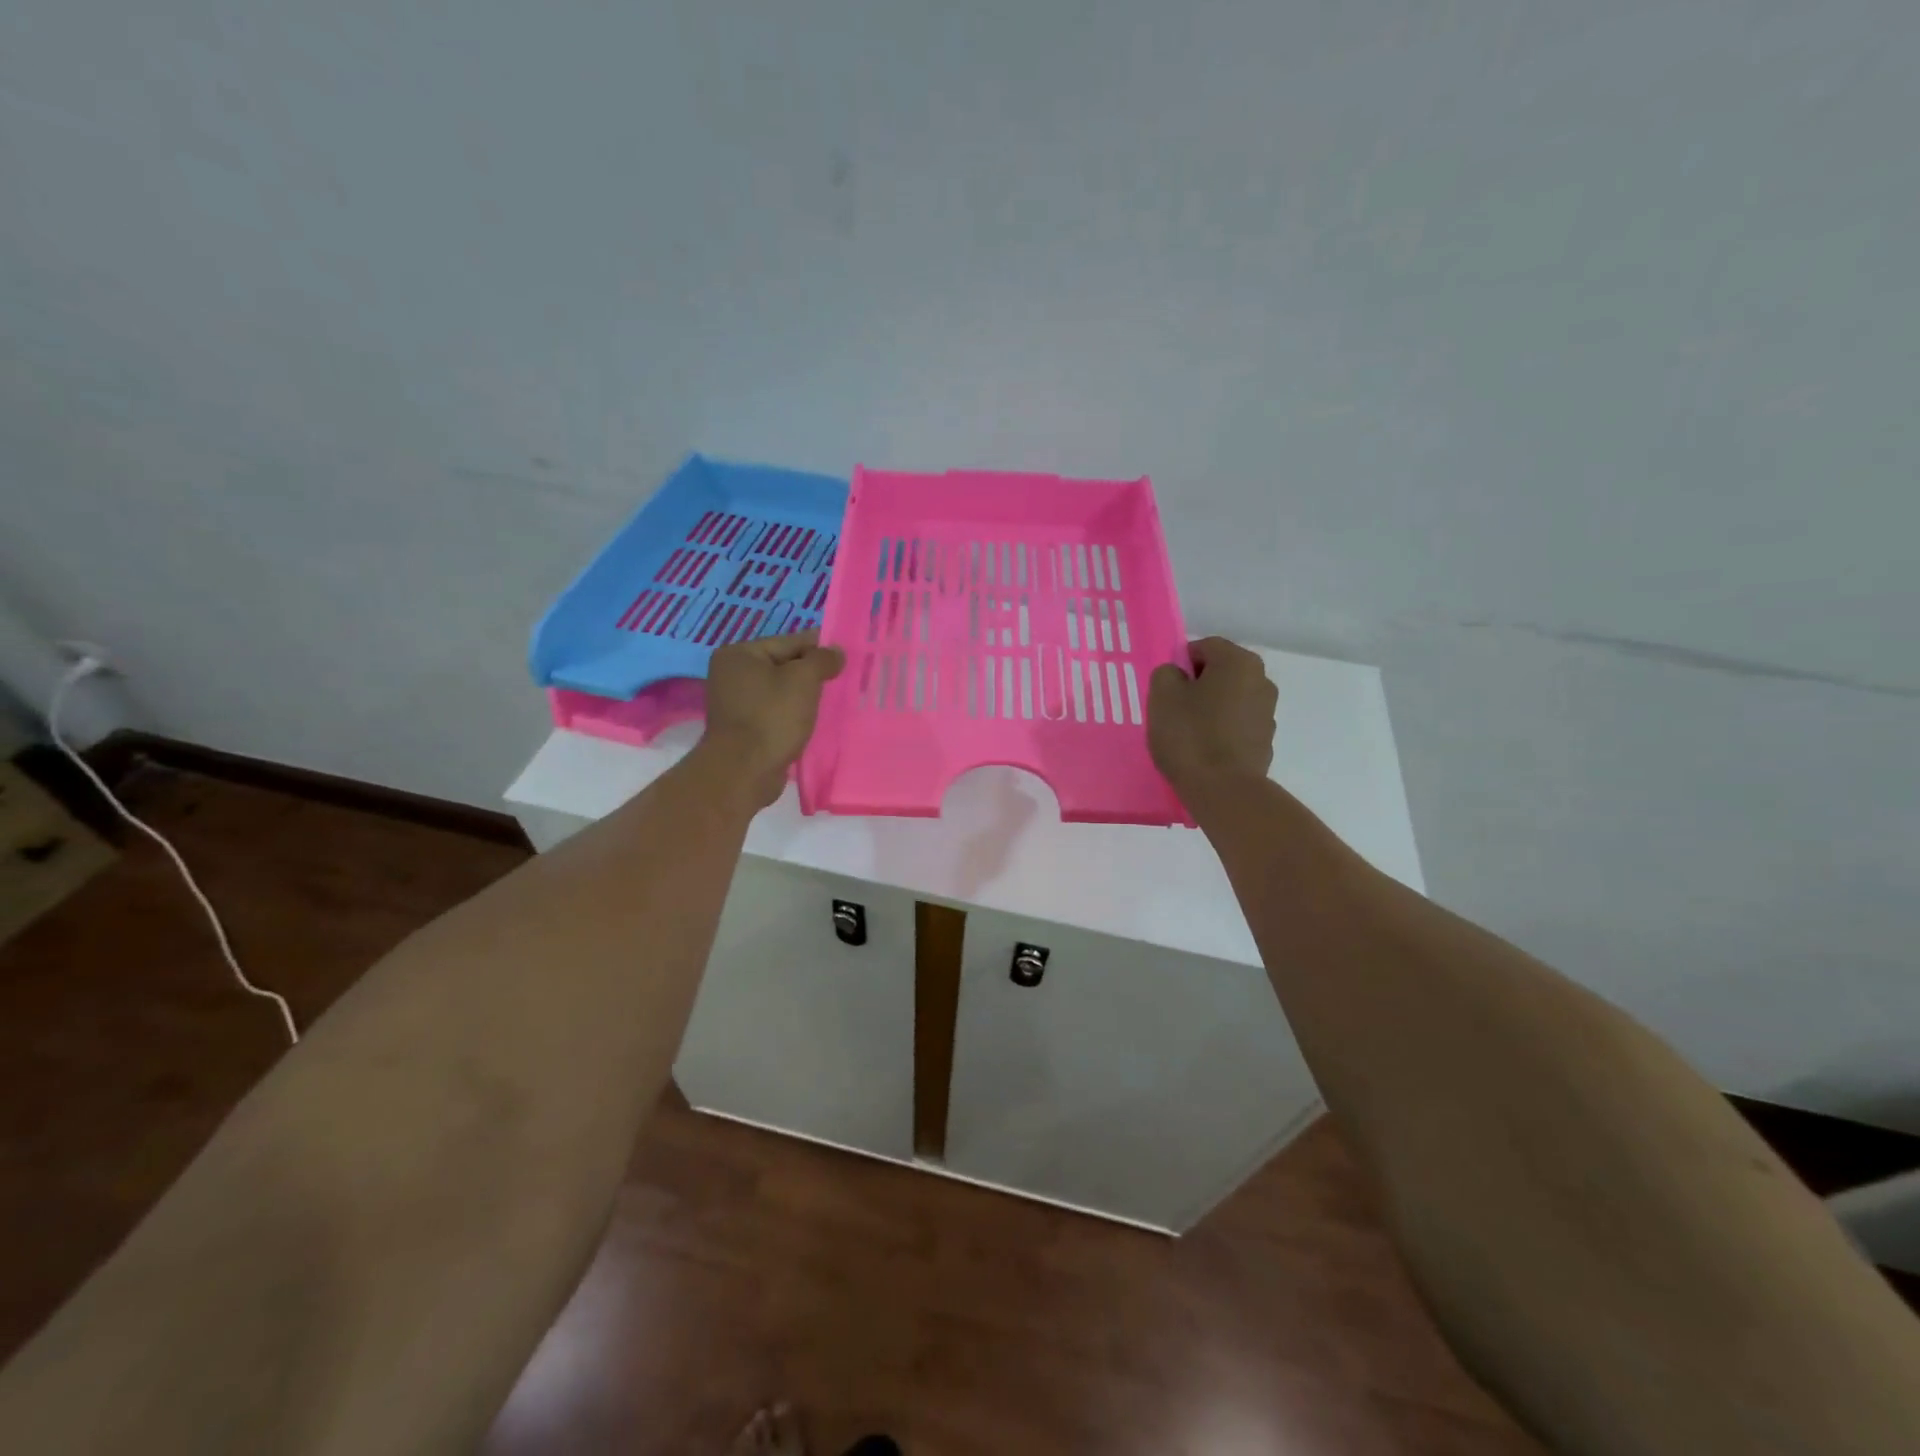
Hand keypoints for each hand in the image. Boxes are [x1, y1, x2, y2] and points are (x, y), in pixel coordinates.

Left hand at [694, 631, 845, 807]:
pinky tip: (814, 721)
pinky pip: (776, 713)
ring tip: (834, 701)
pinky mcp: (744, 729)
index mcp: (739, 654)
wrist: (744, 771)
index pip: (788, 642)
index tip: (846, 655)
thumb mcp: (803, 680)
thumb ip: (822, 659)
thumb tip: (836, 651)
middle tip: (845, 679)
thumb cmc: (772, 717)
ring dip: (804, 697)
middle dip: (812, 674)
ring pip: (781, 692)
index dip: (819, 647)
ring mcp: (735, 704)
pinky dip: (794, 715)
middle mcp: (732, 675)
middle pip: (783, 666)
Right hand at [1148, 637, 1276, 796]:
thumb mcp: (1162, 696)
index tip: (1165, 688)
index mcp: (1239, 662)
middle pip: (1221, 673)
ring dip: (1211, 709)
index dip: (1180, 663)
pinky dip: (1221, 731)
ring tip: (1188, 734)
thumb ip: (1166, 673)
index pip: (1204, 647)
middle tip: (1173, 709)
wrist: (1224, 790)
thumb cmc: (1190, 735)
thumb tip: (1178, 676)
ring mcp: (1268, 713)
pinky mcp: (1266, 741)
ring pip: (1230, 700)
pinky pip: (1237, 726)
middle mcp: (1262, 680)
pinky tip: (1204, 751)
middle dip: (1197, 686)